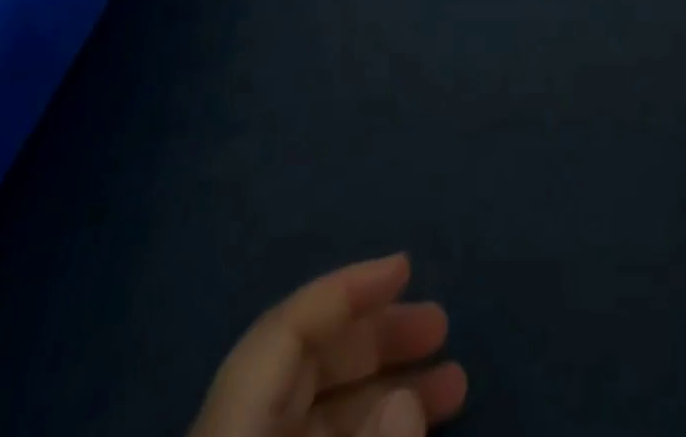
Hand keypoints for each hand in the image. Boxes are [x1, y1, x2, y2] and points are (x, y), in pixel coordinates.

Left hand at [188, 255, 467, 436]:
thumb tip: (406, 400)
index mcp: (230, 419)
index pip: (287, 326)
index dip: (347, 287)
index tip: (405, 264)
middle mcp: (236, 427)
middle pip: (308, 359)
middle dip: (378, 335)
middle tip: (441, 325)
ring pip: (320, 404)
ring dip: (388, 385)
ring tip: (454, 381)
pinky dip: (370, 427)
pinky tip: (414, 422)